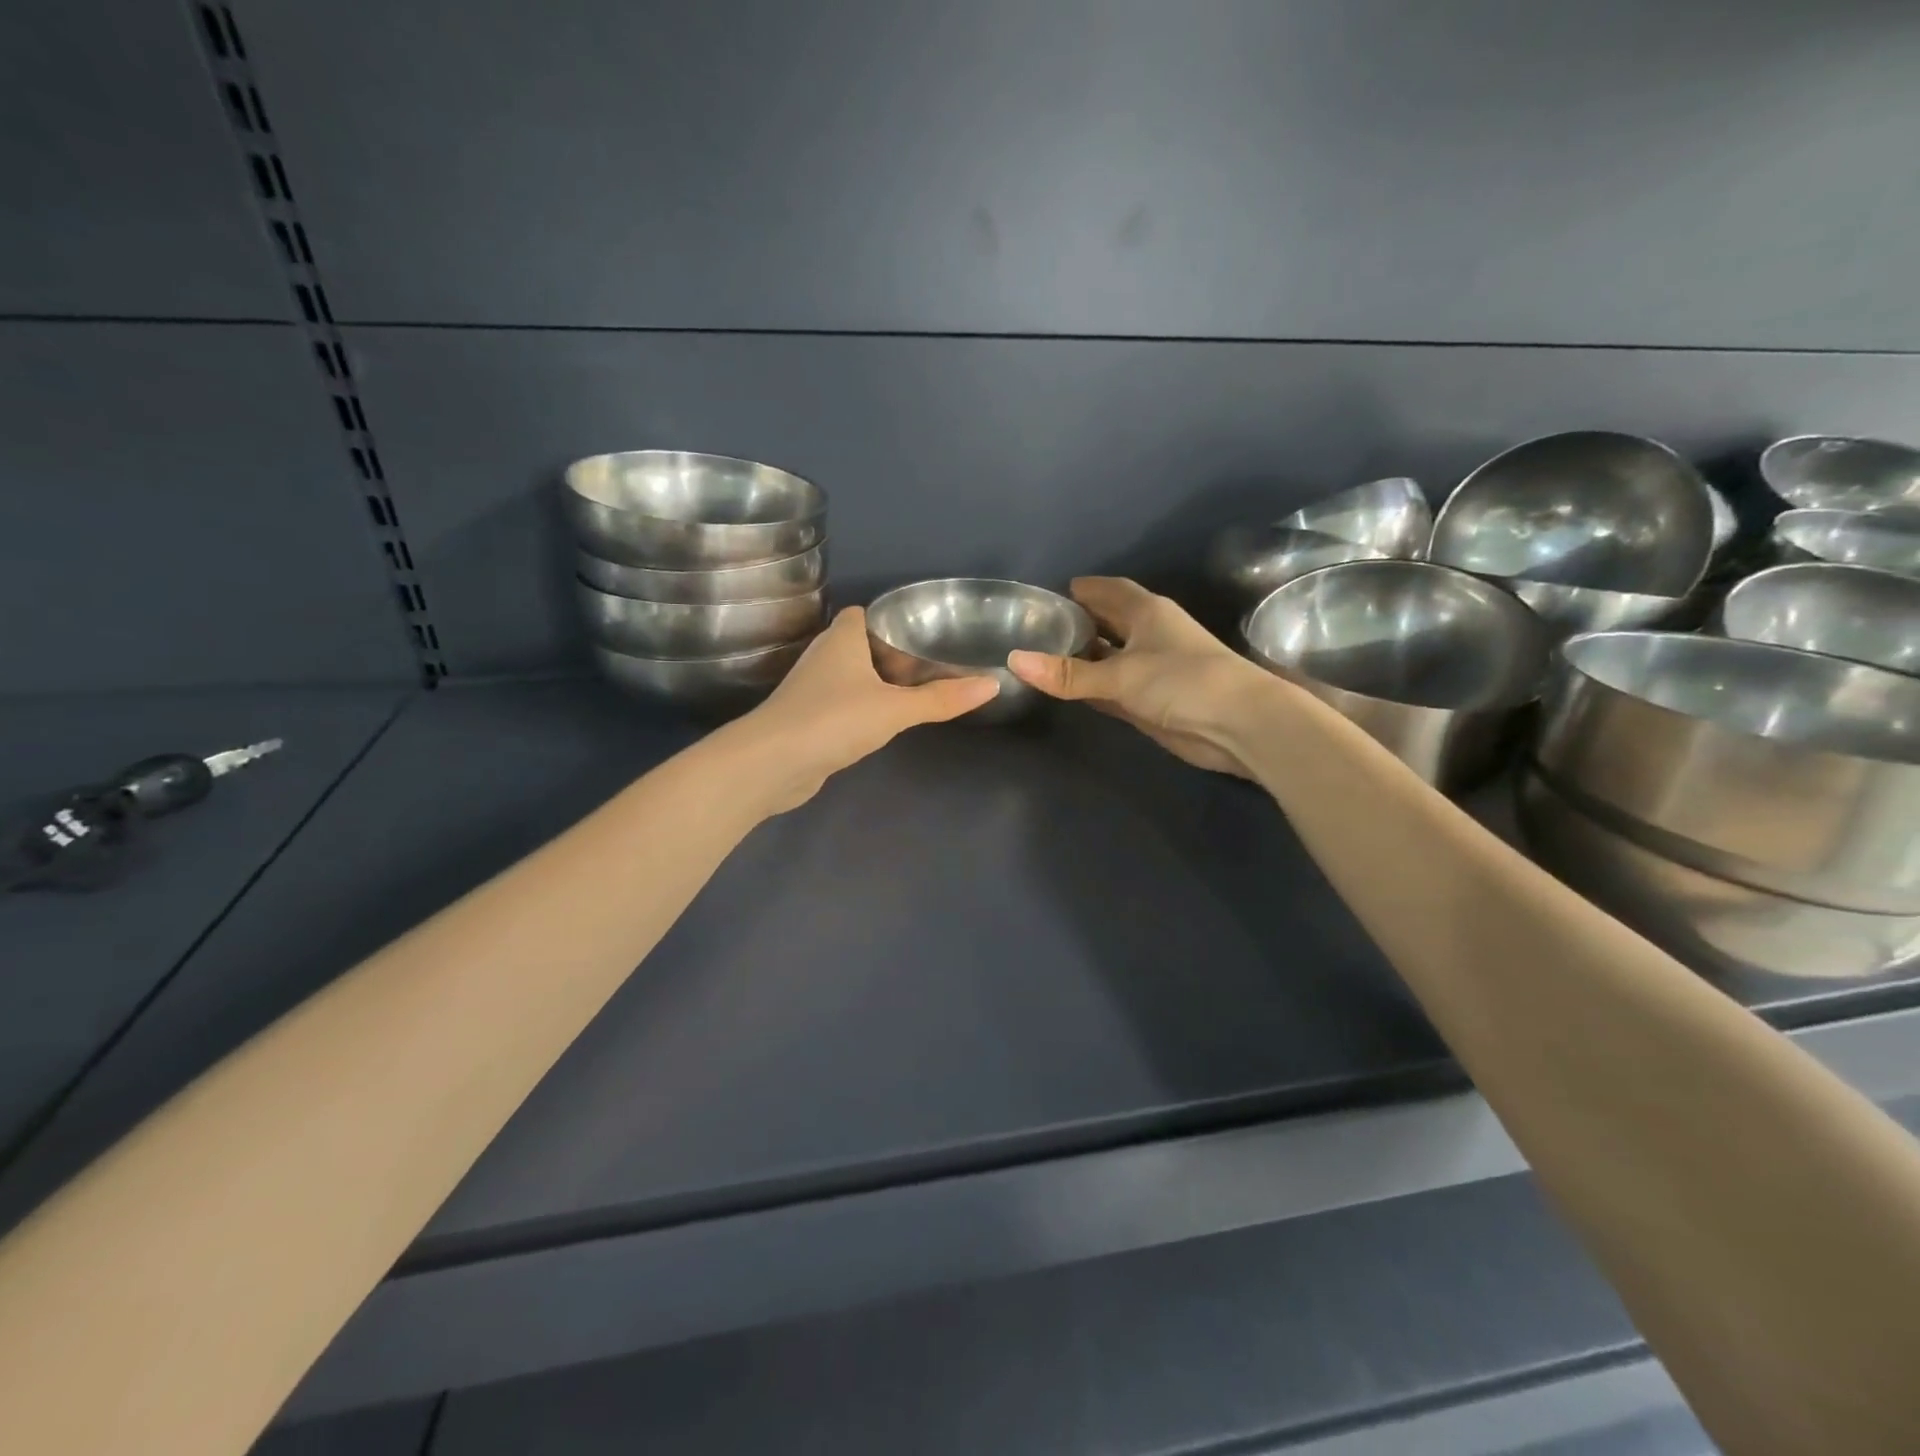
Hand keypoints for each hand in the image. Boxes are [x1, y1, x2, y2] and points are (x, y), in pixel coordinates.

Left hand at [723, 605, 998, 810]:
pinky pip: (843, 705)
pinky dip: (863, 709)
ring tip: (918, 692)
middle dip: (892, 654)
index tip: (925, 632)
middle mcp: (824, 657)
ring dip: (878, 684)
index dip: (891, 619)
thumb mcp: (896, 708)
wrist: (773, 764)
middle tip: (933, 665)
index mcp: (841, 638)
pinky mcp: (808, 720)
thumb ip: (942, 698)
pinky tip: (885, 722)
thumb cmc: (834, 719)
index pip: (864, 614)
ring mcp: (812, 690)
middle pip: (861, 646)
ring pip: (852, 677)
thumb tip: (993, 684)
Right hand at [1008, 577, 1278, 776]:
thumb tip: (1014, 660)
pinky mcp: (1150, 701)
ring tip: (1042, 655)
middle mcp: (1148, 635)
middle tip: (1037, 626)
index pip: (1109, 591)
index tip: (1050, 593)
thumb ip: (1068, 673)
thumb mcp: (1120, 675)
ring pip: (1108, 657)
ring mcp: (1150, 669)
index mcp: (1146, 612)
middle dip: (1079, 622)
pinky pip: (1111, 687)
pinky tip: (1066, 688)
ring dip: (1083, 657)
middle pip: (1108, 622)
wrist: (1238, 726)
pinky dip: (1091, 686)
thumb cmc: (1183, 682)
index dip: (1083, 589)